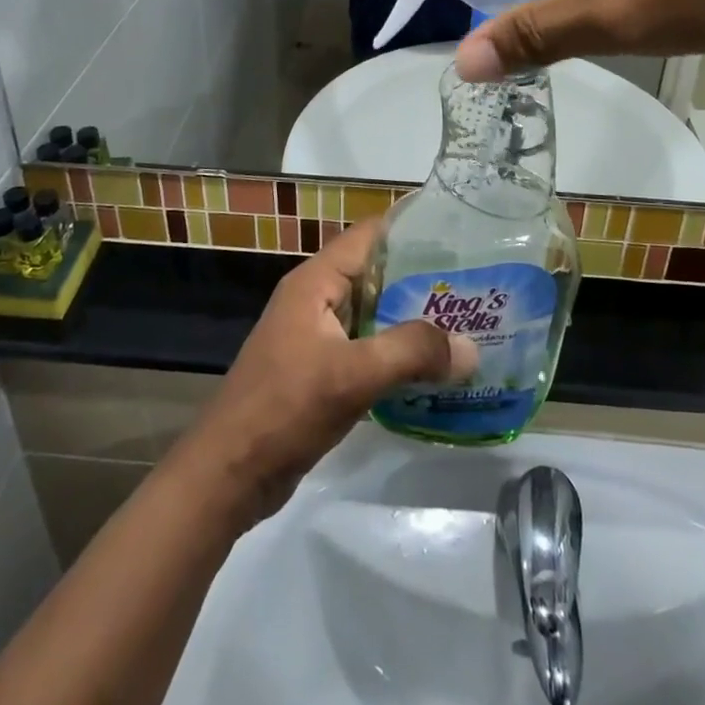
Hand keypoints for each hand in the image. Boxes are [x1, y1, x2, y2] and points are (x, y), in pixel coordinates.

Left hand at [178, 219, 478, 521]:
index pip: (370, 235)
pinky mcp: (321, 372)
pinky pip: (368, 349)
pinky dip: (398, 354)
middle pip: (377, 274)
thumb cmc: (284, 408)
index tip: (460, 231)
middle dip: (423, 278)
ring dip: (414, 320)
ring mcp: (317, 337)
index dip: (412, 228)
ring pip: (375, 315)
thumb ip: (411, 352)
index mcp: (316, 282)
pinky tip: (434, 369)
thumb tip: (472, 347)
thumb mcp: (351, 374)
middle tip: (476, 285)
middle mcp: (317, 300)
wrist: (228, 476)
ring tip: (467, 323)